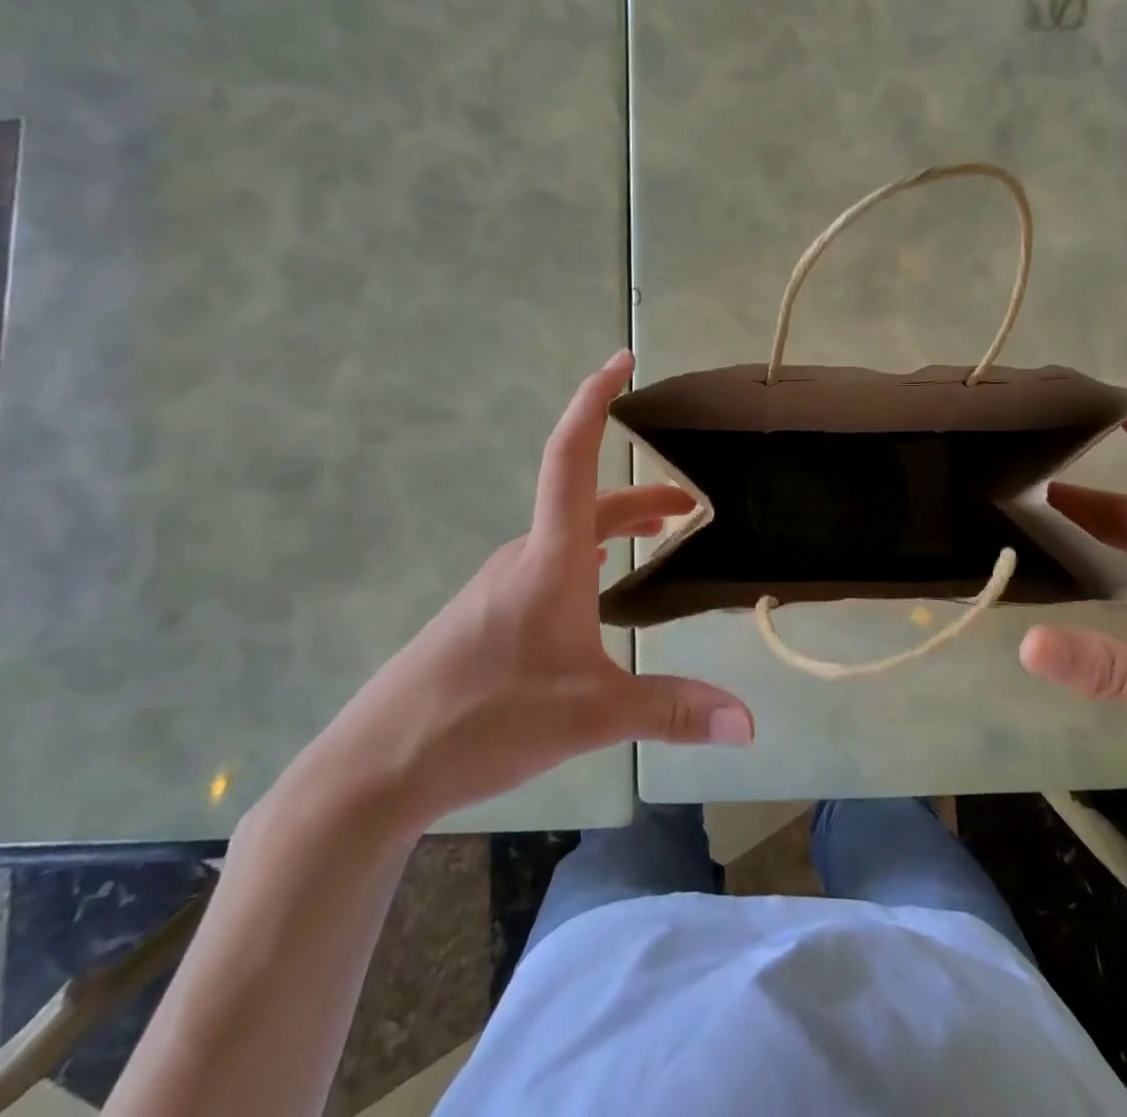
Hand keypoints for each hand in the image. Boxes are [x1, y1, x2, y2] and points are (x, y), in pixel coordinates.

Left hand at [305, 350, 752, 838]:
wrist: (376, 765)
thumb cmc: (486, 719)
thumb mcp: (592, 715)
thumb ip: (674, 712)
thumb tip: (750, 724)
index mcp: (551, 559)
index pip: (573, 457)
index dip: (596, 401)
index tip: (621, 361)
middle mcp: (523, 556)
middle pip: (587, 501)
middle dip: (642, 495)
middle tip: (689, 505)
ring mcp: (498, 583)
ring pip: (568, 533)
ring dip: (615, 525)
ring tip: (655, 534)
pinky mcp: (483, 611)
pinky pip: (548, 560)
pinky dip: (586, 552)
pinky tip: (593, 585)